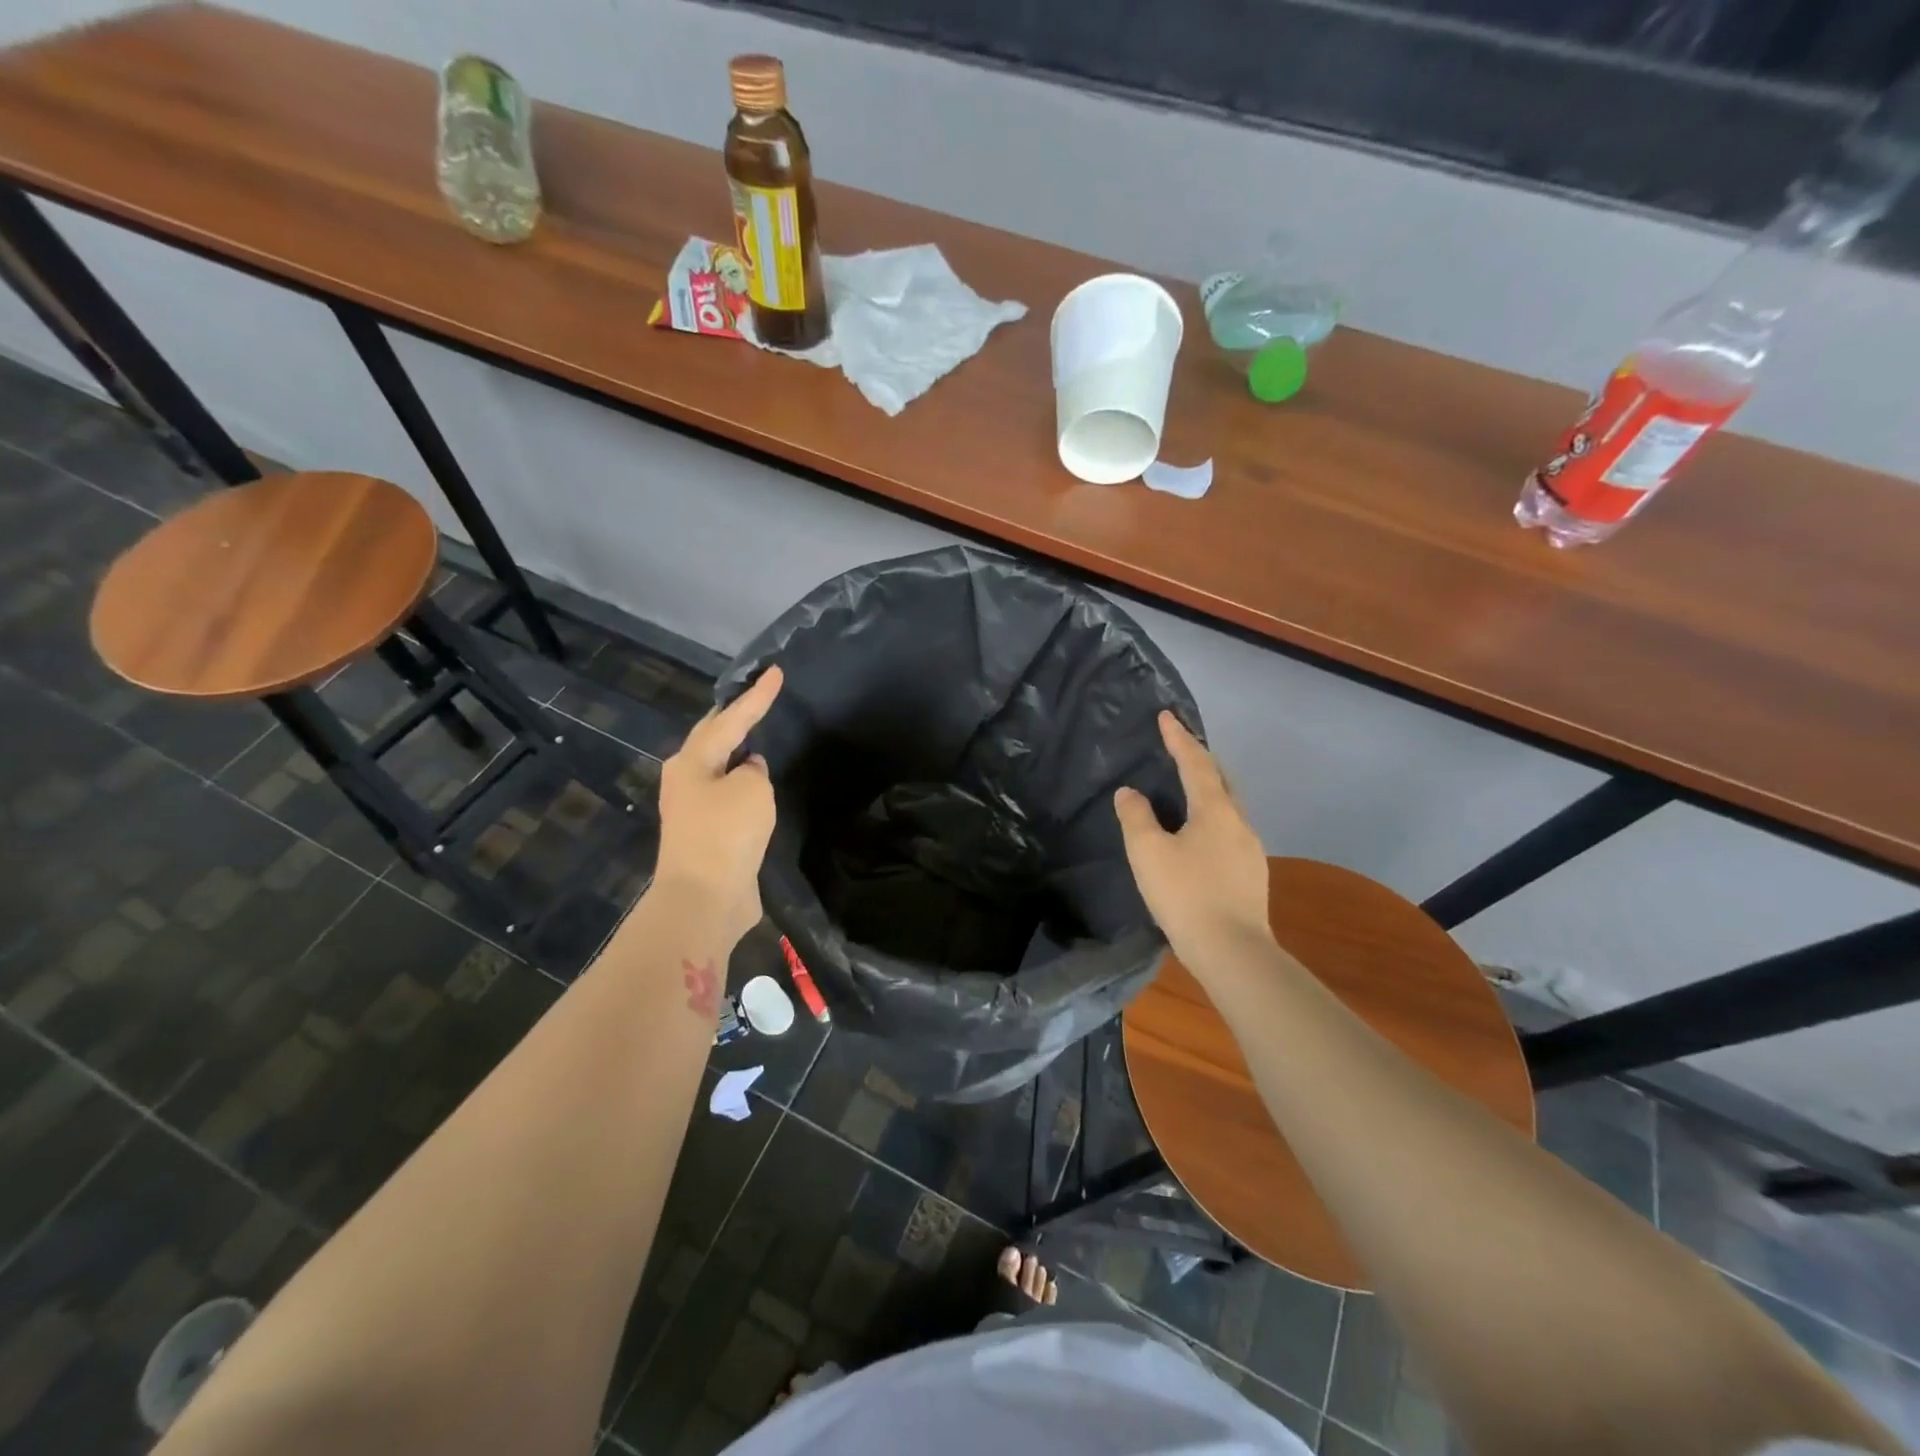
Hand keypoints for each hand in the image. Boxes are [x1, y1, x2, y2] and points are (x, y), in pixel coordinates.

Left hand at [652, 666, 782, 949]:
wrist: (704, 898)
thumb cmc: (726, 834)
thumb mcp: (751, 790)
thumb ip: (754, 770)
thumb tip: (749, 771)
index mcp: (692, 761)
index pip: (731, 718)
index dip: (757, 696)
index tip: (776, 671)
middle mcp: (686, 779)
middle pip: (713, 738)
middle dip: (734, 717)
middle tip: (758, 696)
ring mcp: (693, 808)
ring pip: (719, 767)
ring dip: (737, 750)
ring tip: (759, 733)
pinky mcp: (707, 833)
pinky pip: (728, 795)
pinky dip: (743, 782)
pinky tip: (758, 780)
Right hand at [1114, 712, 1271, 966]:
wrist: (1233, 952)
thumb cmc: (1186, 895)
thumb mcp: (1148, 853)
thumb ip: (1136, 817)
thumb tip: (1130, 792)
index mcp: (1215, 810)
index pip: (1195, 763)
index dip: (1179, 738)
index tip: (1166, 716)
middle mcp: (1238, 822)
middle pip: (1221, 780)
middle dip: (1200, 760)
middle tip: (1180, 748)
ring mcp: (1250, 850)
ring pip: (1228, 807)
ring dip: (1209, 790)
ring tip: (1188, 790)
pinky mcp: (1251, 874)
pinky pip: (1229, 831)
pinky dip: (1212, 818)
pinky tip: (1200, 837)